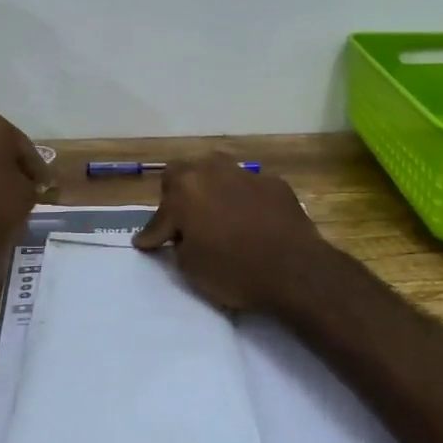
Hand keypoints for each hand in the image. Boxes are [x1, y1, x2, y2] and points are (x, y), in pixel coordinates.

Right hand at [133, 155, 324, 310]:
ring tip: (216, 215)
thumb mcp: (191, 267)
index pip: (160, 214)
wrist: (295, 269)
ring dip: (211, 190)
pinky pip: (249, 188)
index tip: (148, 244)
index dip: (153, 234)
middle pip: (185, 174)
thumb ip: (178, 244)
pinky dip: (243, 200)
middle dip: (178, 195)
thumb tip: (178, 236)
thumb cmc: (234, 271)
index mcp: (185, 190)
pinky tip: (251, 220)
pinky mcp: (274, 183)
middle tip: (183, 221)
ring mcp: (246, 173)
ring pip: (218, 173)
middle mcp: (213, 171)